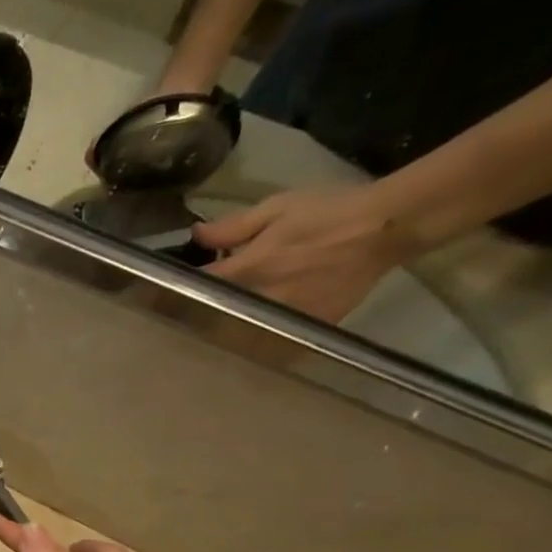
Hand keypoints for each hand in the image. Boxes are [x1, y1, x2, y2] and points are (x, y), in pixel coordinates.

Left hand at [195, 186, 420, 323]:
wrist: (387, 227)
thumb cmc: (328, 212)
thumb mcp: (277, 208)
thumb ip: (233, 228)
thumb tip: (196, 235)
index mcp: (249, 268)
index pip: (199, 287)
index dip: (176, 290)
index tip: (164, 293)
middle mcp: (261, 298)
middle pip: (212, 318)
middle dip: (195, 318)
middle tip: (183, 317)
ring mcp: (283, 317)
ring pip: (238, 336)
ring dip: (222, 334)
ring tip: (210, 331)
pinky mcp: (305, 328)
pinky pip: (270, 343)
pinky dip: (255, 342)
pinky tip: (247, 338)